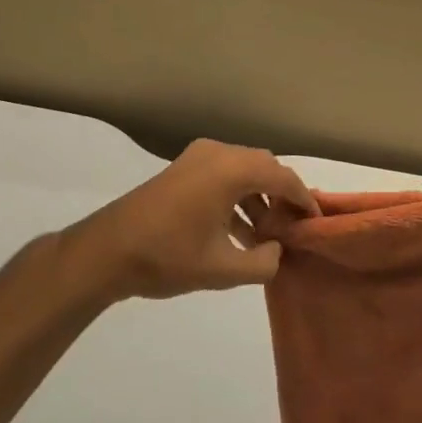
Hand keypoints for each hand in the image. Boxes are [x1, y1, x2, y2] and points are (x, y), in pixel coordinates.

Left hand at [63, 139, 317, 303]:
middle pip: (265, 168)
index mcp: (232, 170)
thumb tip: (278, 249)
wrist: (105, 252)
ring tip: (266, 234)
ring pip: (244, 170)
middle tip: (293, 227)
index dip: (303, 200)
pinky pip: (223, 174)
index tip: (316, 221)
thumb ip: (263, 262)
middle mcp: (219, 153)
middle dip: (281, 196)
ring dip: (258, 197)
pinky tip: (239, 230)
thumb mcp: (222, 269)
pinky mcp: (183, 168)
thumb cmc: (167, 257)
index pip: (283, 178)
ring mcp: (198, 157)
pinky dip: (237, 195)